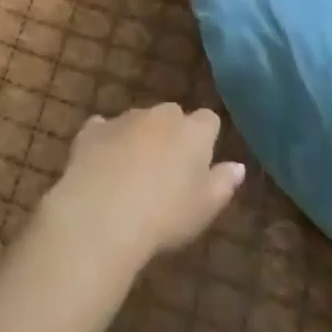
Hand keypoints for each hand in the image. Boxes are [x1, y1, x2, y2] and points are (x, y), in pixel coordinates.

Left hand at [42, 104, 245, 271]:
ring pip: (137, 122)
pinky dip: (104, 141)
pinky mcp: (92, 130)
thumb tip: (238, 167)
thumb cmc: (165, 215)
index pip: (209, 120)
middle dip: (171, 135)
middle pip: (172, 116)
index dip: (206, 138)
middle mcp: (161, 115)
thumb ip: (223, 183)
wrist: (103, 214)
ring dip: (138, 138)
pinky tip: (100, 166)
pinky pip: (102, 129)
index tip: (201, 162)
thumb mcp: (204, 208)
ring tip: (131, 175)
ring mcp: (124, 119)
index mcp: (193, 131)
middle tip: (166, 171)